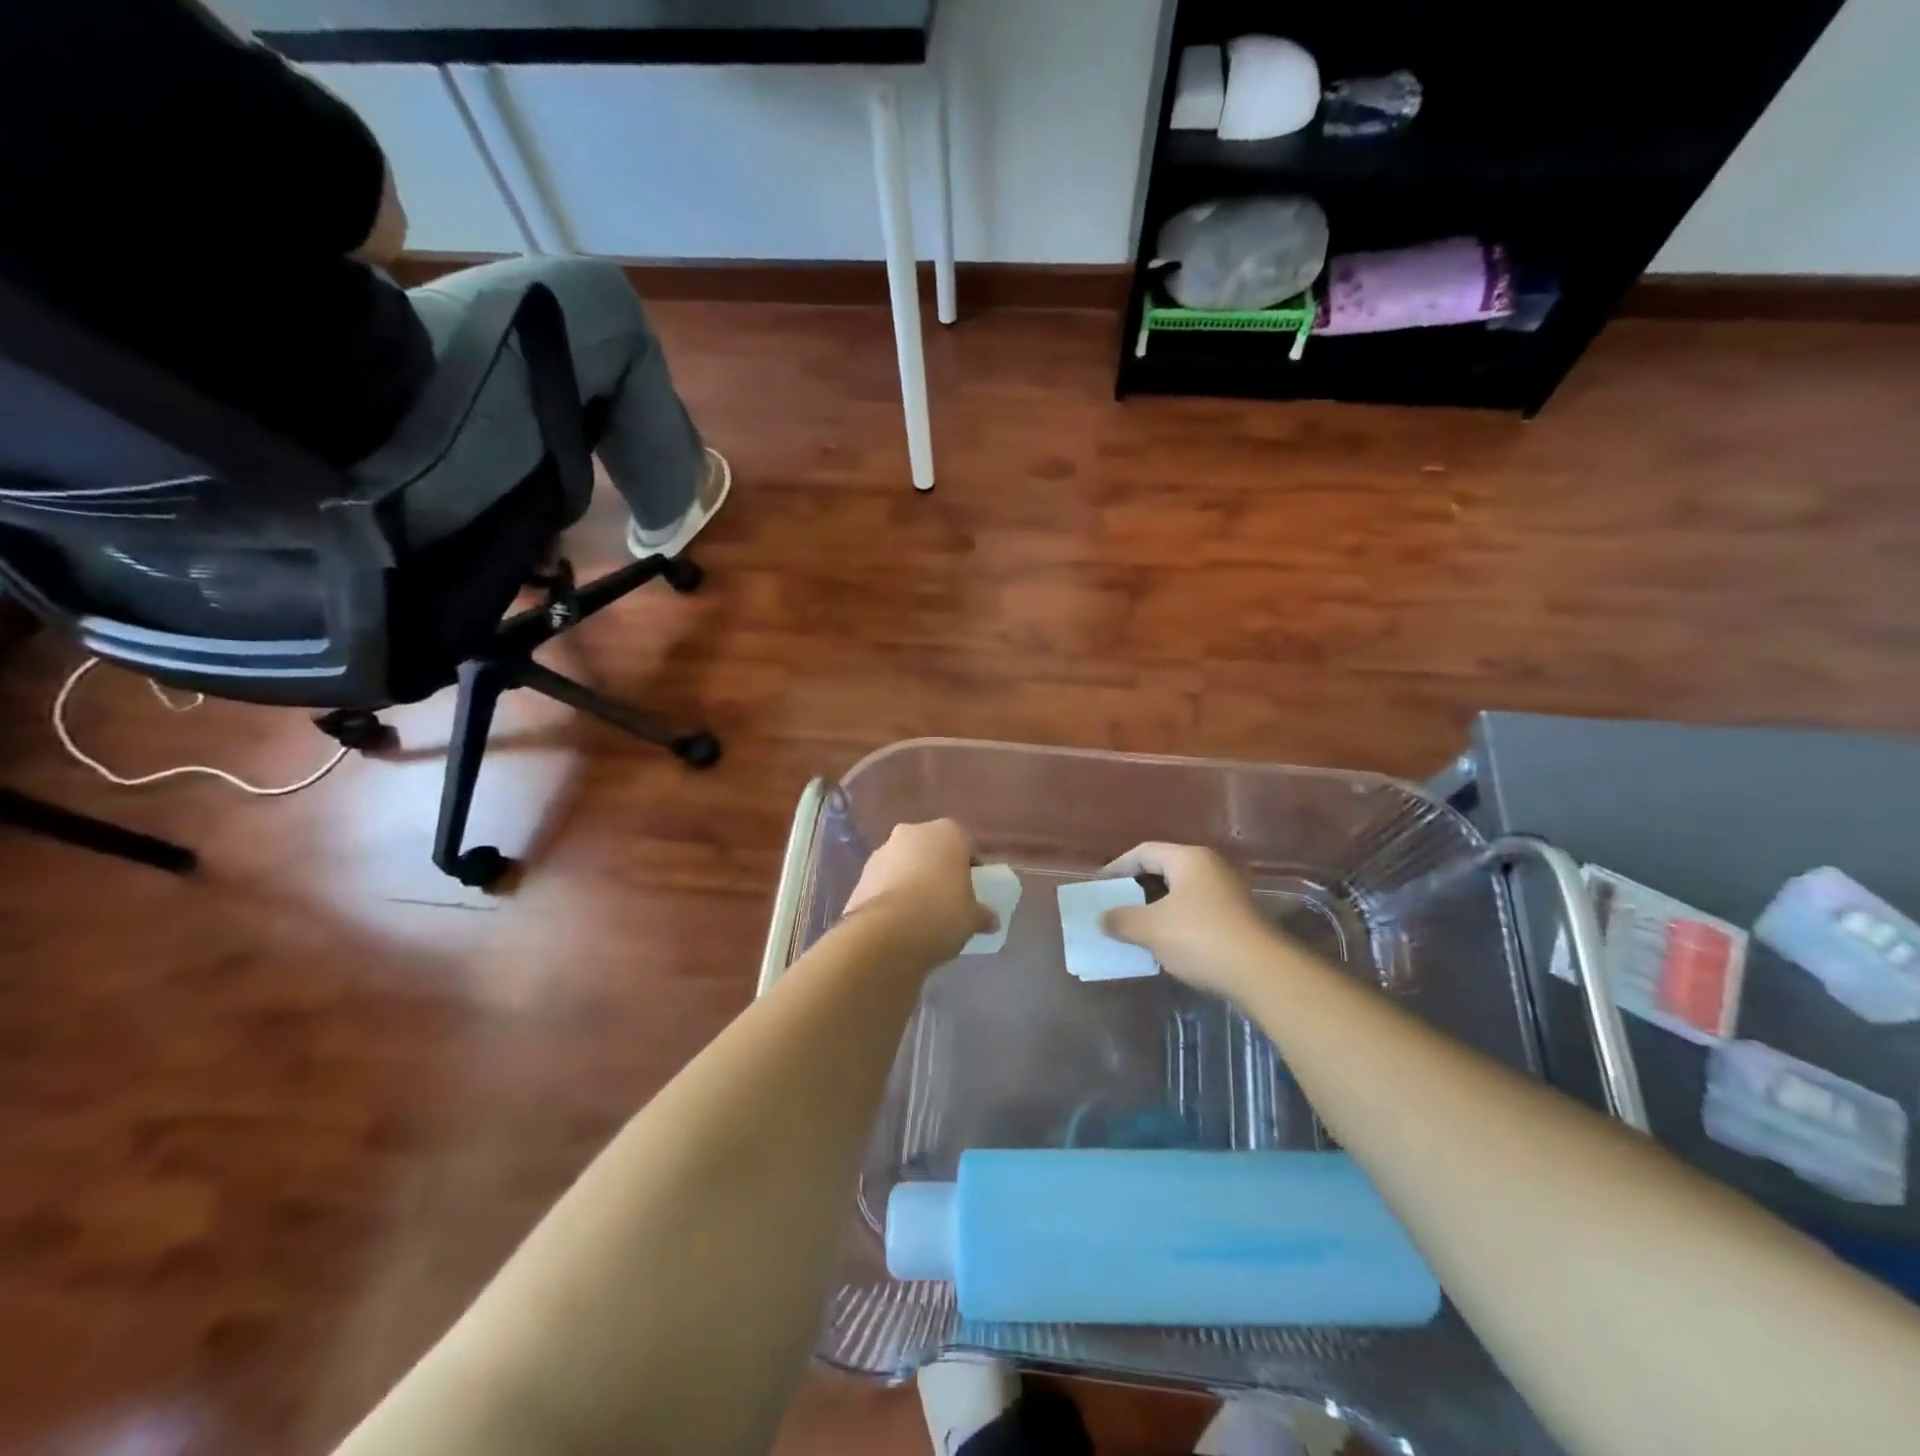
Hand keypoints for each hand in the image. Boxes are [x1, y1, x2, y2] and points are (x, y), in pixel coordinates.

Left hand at [843, 819, 993, 963]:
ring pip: (906, 864)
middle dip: (939, 870)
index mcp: (948, 832)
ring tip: (921, 914)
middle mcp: (913, 832)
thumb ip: (983, 915)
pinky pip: (885, 881)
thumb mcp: (973, 918)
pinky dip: (893, 894)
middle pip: (933, 850)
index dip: (972, 868)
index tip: (973, 891)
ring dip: (913, 880)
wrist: (885, 934)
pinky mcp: (861, 874)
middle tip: (948, 900)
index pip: (967, 845)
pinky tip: (899, 921)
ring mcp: (883, 851)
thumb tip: (991, 921)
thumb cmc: (942, 914)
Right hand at [1099, 843, 1286, 998]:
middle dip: (1137, 887)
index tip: (1101, 885)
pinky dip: (1176, 921)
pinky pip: (1197, 910)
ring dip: (1157, 907)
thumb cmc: (1200, 938)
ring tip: (1135, 926)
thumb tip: (1102, 919)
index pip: (1144, 852)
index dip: (1118, 866)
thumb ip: (1122, 920)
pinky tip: (1165, 942)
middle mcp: (1211, 867)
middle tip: (1115, 904)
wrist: (1261, 973)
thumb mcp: (1151, 929)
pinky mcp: (1238, 917)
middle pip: (1165, 869)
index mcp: (1189, 858)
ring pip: (1182, 892)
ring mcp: (1228, 892)